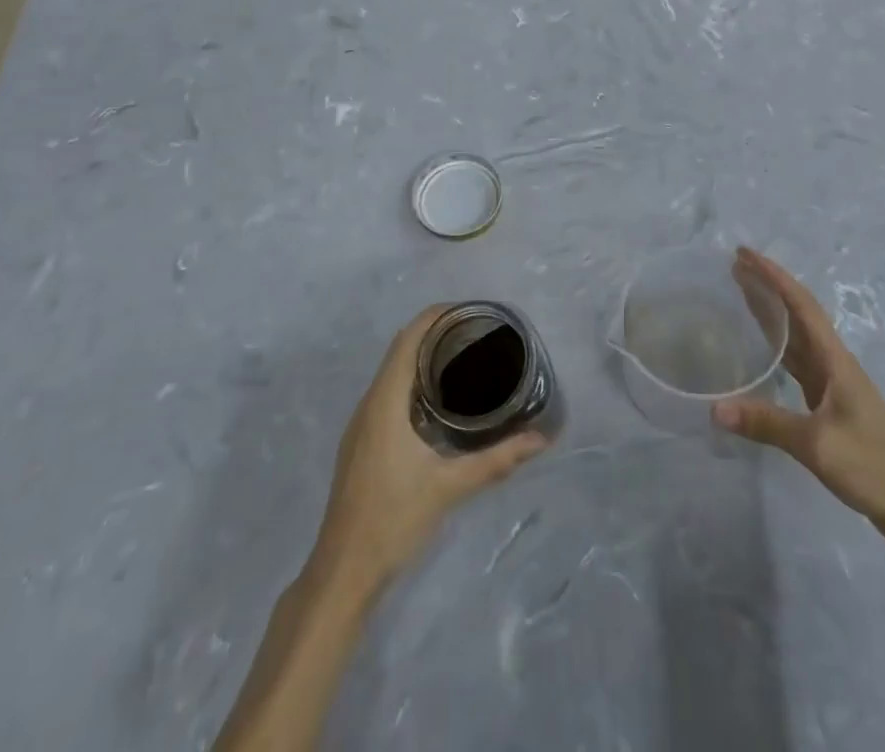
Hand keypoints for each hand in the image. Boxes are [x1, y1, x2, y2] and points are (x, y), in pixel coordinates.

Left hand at [310, 307, 545, 594]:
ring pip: (393, 372)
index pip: (408, 338)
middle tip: (477, 334)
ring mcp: (361, 424)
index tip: (470, 311)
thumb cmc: (392, 520)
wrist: (342, 572)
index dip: (436, 316)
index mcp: (384, 401)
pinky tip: (439, 400)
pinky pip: (388, 392)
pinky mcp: (362, 442)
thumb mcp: (449, 487)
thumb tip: (541, 439)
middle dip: (435, 332)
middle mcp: (369, 403)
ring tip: (464, 358)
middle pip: (401, 349)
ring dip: (423, 356)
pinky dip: (413, 380)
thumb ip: (496, 461)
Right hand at [714, 247, 884, 552]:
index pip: (800, 304)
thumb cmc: (873, 466)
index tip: (743, 254)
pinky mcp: (831, 407)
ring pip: (797, 338)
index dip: (772, 276)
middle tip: (736, 267)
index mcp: (835, 360)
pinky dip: (778, 349)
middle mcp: (834, 364)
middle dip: (768, 288)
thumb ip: (766, 423)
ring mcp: (834, 386)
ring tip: (742, 295)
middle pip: (798, 314)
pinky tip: (763, 352)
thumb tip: (714, 409)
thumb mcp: (817, 444)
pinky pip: (798, 365)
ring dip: (772, 315)